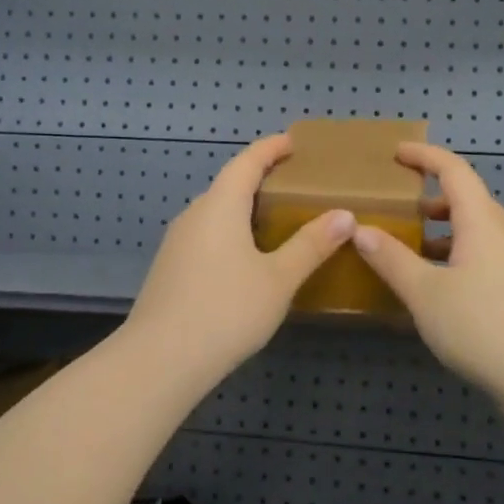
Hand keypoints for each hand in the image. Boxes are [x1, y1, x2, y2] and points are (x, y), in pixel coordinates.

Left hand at [122, 134, 354, 381]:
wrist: (159, 361)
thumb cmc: (226, 311)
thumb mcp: (279, 279)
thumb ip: (311, 245)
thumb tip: (345, 215)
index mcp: (220, 205)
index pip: (247, 161)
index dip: (271, 148)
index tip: (294, 142)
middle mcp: (194, 214)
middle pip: (229, 184)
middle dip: (260, 178)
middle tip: (294, 184)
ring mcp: (177, 242)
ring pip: (216, 212)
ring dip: (244, 207)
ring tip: (276, 219)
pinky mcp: (170, 268)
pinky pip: (206, 234)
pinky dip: (231, 231)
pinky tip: (247, 257)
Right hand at [353, 142, 503, 397]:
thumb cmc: (482, 325)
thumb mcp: (424, 292)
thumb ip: (391, 259)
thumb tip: (361, 228)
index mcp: (480, 222)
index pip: (454, 171)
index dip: (426, 156)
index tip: (397, 153)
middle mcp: (499, 235)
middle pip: (467, 198)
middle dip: (432, 193)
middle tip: (399, 200)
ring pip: (473, 230)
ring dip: (442, 227)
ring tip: (409, 241)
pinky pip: (478, 256)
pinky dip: (452, 254)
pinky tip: (432, 284)